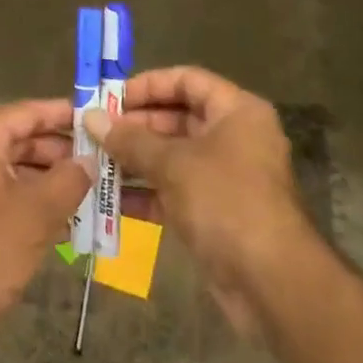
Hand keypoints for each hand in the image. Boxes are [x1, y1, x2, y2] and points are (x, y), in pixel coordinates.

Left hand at [0, 100, 92, 349]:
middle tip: (107, 162)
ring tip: (96, 193)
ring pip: (16, 170)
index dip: (67, 115)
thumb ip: (69, 180)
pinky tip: (68, 222)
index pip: (29, 112)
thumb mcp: (36, 214)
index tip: (103, 118)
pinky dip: (32, 202)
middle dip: (64, 154)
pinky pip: (4, 193)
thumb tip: (90, 160)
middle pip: (23, 140)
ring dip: (52, 182)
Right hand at [86, 67, 312, 334]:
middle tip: (94, 132)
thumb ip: (130, 140)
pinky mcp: (215, 213)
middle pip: (178, 118)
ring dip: (134, 160)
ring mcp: (225, 177)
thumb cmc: (225, 202)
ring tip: (93, 162)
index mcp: (236, 111)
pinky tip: (109, 199)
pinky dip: (146, 192)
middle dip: (134, 125)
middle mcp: (234, 137)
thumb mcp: (174, 164)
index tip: (111, 97)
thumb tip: (91, 118)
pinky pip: (174, 191)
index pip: (187, 80)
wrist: (271, 283)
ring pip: (172, 156)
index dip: (148, 85)